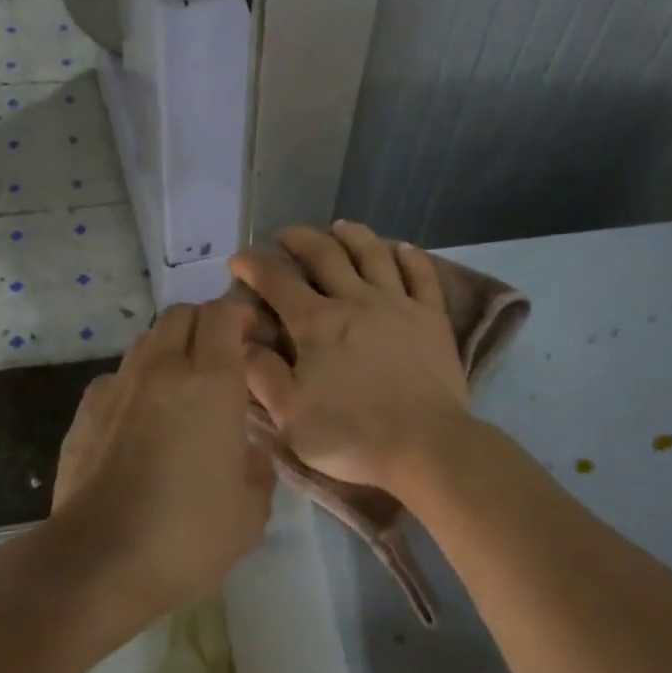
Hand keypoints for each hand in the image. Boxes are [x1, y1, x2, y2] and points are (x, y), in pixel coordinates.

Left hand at [48, 301, 273, 617]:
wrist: (98, 563)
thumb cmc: (188, 535)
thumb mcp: (250, 511)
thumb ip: (257, 470)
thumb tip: (247, 453)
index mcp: (211, 383)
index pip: (223, 314)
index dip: (241, 316)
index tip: (253, 338)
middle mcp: (163, 370)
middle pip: (181, 314)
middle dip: (204, 323)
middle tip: (220, 357)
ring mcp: (118, 388)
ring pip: (146, 342)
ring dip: (169, 351)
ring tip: (181, 388)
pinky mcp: (85, 412)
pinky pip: (116, 378)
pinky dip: (134, 384)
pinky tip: (139, 420)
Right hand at [229, 222, 471, 493]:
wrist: (426, 446)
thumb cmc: (351, 436)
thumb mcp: (290, 415)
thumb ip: (262, 375)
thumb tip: (240, 341)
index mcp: (316, 323)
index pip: (277, 280)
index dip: (254, 264)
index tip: (239, 259)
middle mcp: (355, 300)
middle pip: (325, 254)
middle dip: (300, 239)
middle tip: (285, 235)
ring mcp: (398, 304)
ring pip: (373, 254)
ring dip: (353, 235)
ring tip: (340, 227)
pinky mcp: (432, 317)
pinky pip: (421, 275)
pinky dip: (410, 257)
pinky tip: (402, 248)